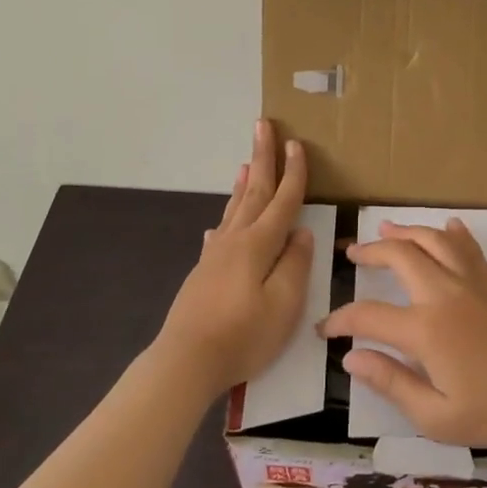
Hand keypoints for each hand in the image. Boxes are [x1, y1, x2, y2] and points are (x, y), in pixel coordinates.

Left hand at [156, 120, 314, 395]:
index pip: (282, 200)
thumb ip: (295, 264)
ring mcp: (215, 255)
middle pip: (253, 192)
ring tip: (246, 163)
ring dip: (243, 184)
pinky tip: (219, 224)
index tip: (297, 143)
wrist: (186, 361)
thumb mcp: (284, 304)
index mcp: (258, 244)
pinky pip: (219, 233)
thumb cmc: (243, 335)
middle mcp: (235, 240)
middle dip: (262, 158)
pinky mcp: (203, 273)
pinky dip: (225, 219)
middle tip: (263, 126)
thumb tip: (300, 234)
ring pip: (234, 209)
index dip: (293, 173)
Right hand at [319, 219, 486, 449]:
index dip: (341, 320)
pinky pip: (468, 247)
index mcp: (426, 329)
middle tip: (352, 253)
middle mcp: (445, 293)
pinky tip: (448, 227)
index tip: (325, 329)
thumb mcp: (436, 417)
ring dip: (407, 231)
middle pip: (400, 256)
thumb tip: (352, 358)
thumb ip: (391, 384)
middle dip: (371, 251)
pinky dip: (452, 234)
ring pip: (434, 240)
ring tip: (387, 228)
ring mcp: (473, 281)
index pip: (368, 315)